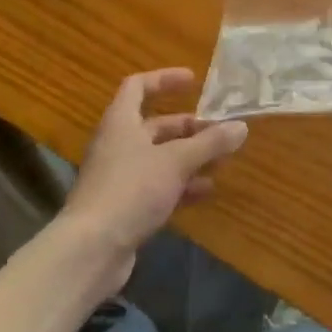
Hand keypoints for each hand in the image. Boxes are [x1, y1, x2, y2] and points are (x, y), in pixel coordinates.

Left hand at [61, 69, 247, 288]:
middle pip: (154, 126)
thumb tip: (241, 126)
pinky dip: (180, 186)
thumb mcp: (177, 161)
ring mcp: (118, 178)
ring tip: (220, 162)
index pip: (138, 87)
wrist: (89, 252)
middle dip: (188, 127)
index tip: (193, 81)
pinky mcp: (123, 208)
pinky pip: (156, 187)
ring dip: (189, 158)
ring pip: (159, 158)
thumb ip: (210, 143)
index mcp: (121, 123)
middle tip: (218, 130)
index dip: (164, 79)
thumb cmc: (131, 190)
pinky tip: (204, 192)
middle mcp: (117, 146)